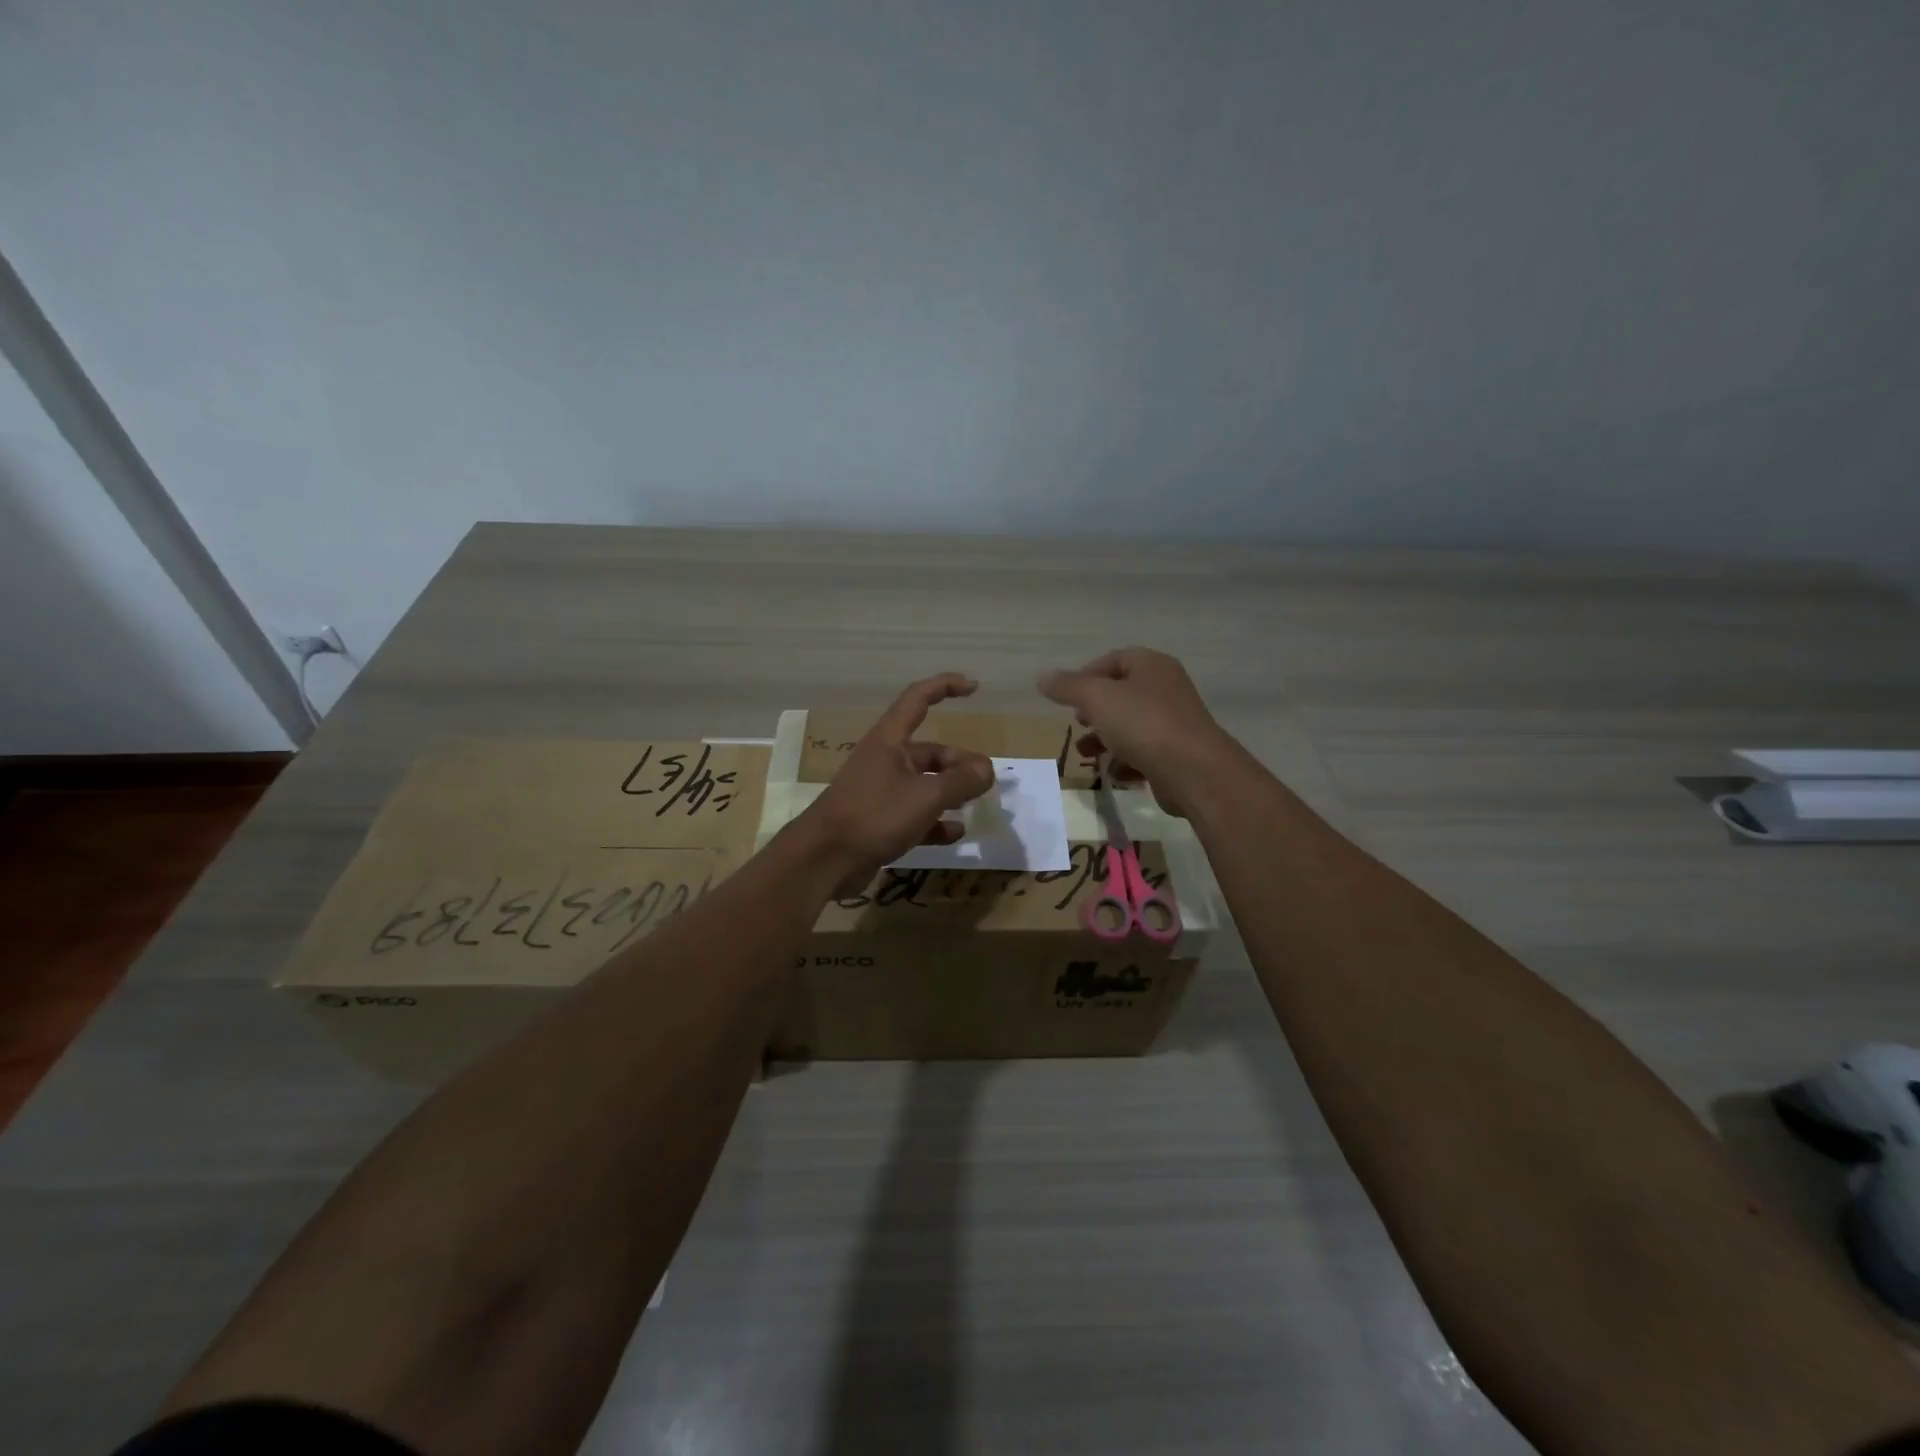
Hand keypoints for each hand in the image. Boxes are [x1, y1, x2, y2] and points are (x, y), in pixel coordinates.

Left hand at [798, 673, 996, 896]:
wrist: (824, 859)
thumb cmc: (874, 815)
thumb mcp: (925, 796)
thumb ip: (960, 781)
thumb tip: (986, 769)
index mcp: (890, 741)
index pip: (918, 699)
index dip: (945, 686)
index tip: (974, 687)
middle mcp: (884, 761)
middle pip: (929, 752)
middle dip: (959, 763)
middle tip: (985, 782)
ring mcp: (880, 793)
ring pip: (923, 784)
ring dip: (950, 792)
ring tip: (975, 804)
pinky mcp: (878, 822)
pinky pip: (914, 816)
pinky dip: (936, 822)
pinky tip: (955, 833)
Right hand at [1038, 647, 1233, 815]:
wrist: (1194, 771)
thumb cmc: (1143, 724)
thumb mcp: (1097, 698)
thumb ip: (1068, 687)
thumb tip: (1042, 676)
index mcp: (1151, 666)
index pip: (1114, 660)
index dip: (1087, 675)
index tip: (1067, 697)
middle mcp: (1166, 689)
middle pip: (1122, 694)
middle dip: (1095, 710)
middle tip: (1077, 722)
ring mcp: (1174, 723)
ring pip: (1131, 726)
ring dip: (1105, 739)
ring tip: (1086, 753)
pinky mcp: (1177, 755)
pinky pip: (1144, 753)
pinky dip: (1125, 761)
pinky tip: (1113, 773)